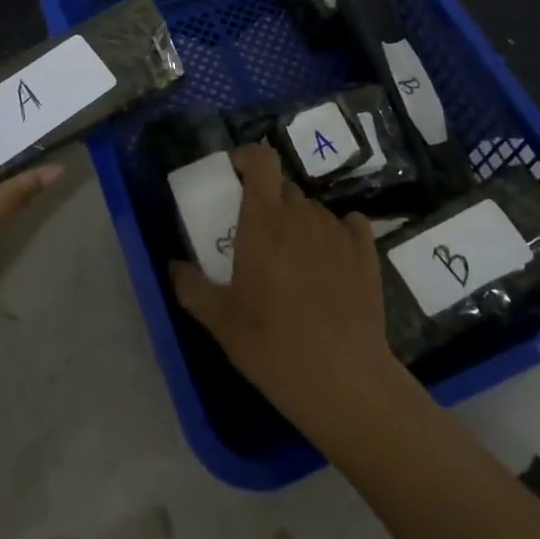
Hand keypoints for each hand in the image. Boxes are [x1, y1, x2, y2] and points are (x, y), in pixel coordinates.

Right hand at [170, 144, 401, 435]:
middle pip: (283, 189)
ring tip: (294, 264)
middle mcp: (301, 214)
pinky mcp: (365, 251)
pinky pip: (348, 225)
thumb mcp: (219, 321)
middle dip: (268, 204)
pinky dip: (337, 235)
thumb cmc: (272, 344)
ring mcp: (337, 230)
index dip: (248, 158)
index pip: (261, 159)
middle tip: (259, 239)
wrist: (343, 380)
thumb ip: (191, 286)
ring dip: (299, 225)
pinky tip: (332, 264)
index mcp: (264, 219)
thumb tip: (174, 265)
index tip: (236, 177)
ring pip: (312, 210)